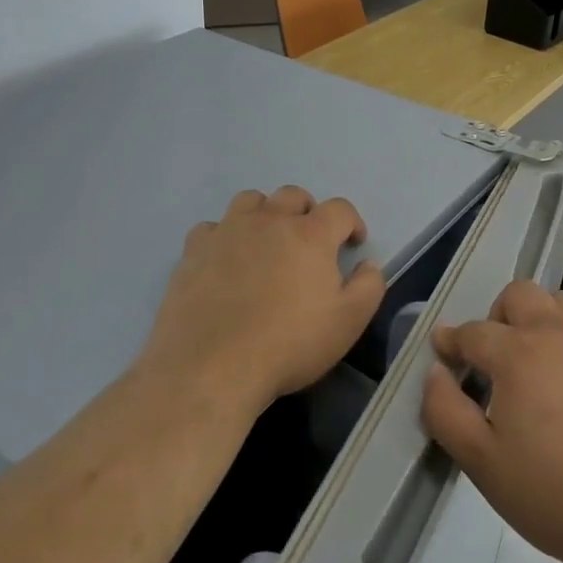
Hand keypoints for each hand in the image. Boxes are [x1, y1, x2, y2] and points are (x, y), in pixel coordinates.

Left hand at [143, 186, 386, 417]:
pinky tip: (225, 260)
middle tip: (310, 242)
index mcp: (310, 234)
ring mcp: (227, 232)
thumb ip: (368, 286)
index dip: (351, 222)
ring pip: (250, 200)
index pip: (339, 209)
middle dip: (308, 212)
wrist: (211, 367)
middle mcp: (269, 221)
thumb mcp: (348, 323)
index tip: (353, 244)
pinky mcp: (194, 250)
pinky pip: (212, 227)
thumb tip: (367, 264)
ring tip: (266, 242)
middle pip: (293, 196)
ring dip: (265, 213)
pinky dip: (224, 236)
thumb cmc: (288, 344)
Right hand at [420, 279, 562, 562]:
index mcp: (518, 354)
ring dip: (538, 318)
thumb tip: (435, 372)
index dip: (452, 341)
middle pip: (519, 294)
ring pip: (559, 302)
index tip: (444, 353)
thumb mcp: (482, 463)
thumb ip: (446, 411)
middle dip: (497, 316)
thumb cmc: (554, 493)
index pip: (473, 332)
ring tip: (535, 362)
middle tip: (495, 359)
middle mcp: (557, 333)